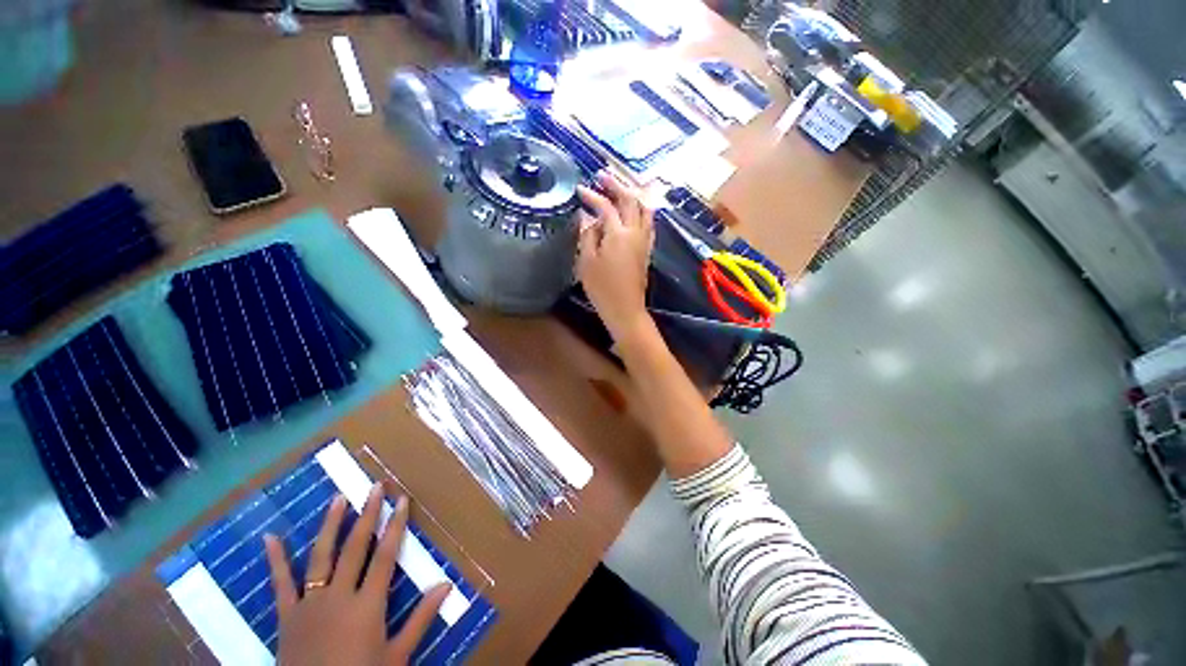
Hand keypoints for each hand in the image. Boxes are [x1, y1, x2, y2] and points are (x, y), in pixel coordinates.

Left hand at [264, 484, 451, 665]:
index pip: (385, 556)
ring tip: (338, 499)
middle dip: (367, 515)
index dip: (395, 526)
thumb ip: (420, 619)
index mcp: (367, 605)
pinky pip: (280, 584)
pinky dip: (275, 560)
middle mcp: (338, 596)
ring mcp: (309, 604)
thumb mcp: (396, 656)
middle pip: (354, 548)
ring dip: (330, 526)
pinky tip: (271, 537)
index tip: (402, 500)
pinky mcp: (287, 615)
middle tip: (374, 487)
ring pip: (320, 557)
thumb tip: (447, 584)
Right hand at [576, 171, 654, 340]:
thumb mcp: (587, 262)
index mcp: (618, 234)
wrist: (625, 309)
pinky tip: (634, 211)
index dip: (592, 196)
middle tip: (602, 176)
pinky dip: (641, 210)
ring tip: (620, 188)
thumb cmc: (602, 288)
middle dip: (616, 185)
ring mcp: (644, 241)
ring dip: (632, 195)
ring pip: (643, 209)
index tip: (580, 189)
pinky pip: (648, 222)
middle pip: (630, 201)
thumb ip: (587, 235)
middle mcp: (635, 232)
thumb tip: (587, 217)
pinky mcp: (646, 250)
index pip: (606, 207)